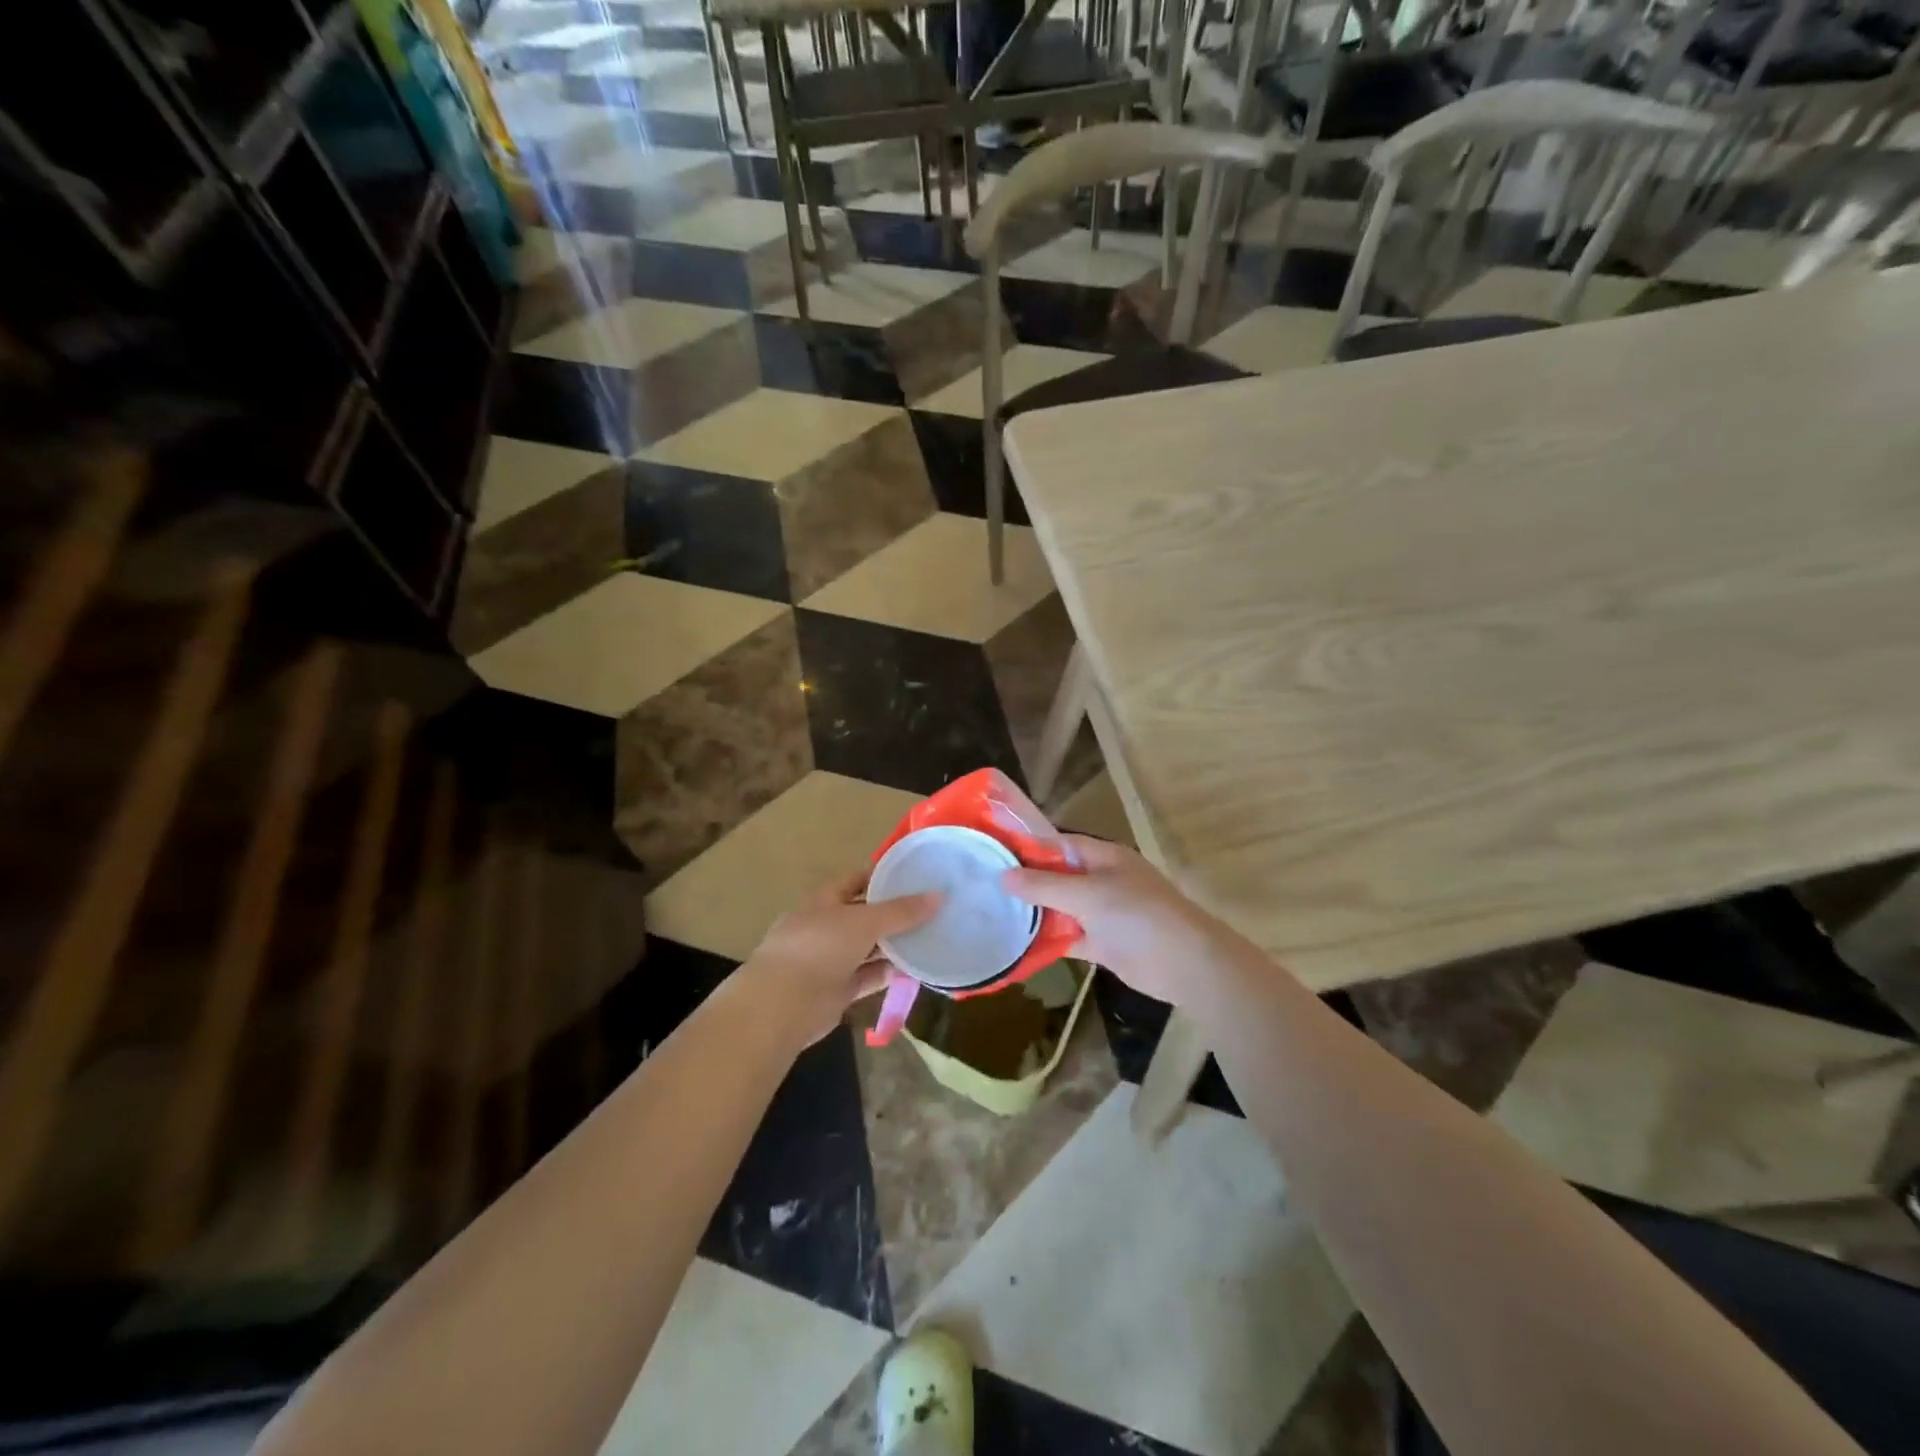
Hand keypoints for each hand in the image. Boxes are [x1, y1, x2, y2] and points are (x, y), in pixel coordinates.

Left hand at [736, 872, 939, 1046]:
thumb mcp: (865, 921)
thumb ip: (902, 911)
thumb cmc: (820, 947)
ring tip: (932, 938)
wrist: (782, 1005)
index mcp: (825, 898)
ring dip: (895, 945)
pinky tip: (917, 969)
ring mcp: (830, 958)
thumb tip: (938, 896)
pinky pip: (869, 975)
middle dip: (896, 913)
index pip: (859, 879)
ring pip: (869, 947)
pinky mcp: (837, 989)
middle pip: (866, 914)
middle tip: (934, 910)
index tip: (919, 877)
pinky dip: (889, 972)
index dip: (886, 876)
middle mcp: (826, 924)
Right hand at [1003, 836, 1242, 1006]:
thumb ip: (1045, 885)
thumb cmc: (1137, 915)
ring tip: (991, 914)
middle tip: (982, 887)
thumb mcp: (1088, 894)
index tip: (992, 854)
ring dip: (1033, 913)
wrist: (1185, 963)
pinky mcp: (1102, 943)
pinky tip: (1015, 945)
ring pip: (1060, 908)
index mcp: (1102, 857)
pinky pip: (1067, 937)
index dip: (1027, 848)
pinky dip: (1047, 940)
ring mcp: (1101, 913)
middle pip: (1056, 877)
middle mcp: (1100, 880)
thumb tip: (1004, 876)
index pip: (1058, 844)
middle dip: (1025, 882)